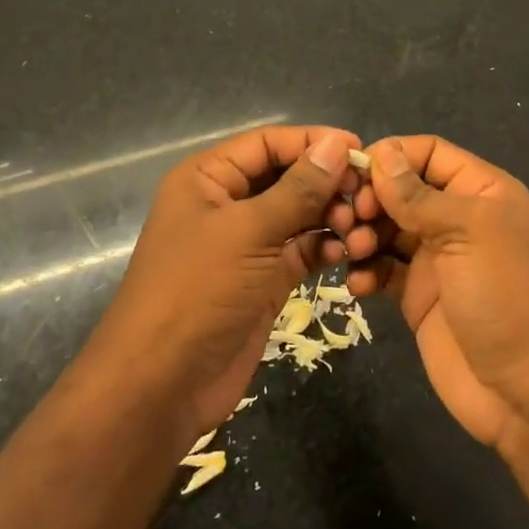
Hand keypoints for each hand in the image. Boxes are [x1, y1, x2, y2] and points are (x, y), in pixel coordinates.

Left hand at [88, 125, 362, 435]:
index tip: (360, 150)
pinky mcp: (264, 278)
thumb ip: (298, 188)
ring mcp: (247, 244)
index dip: (313, 142)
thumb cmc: (197, 292)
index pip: (268, 143)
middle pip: (287, 176)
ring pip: (299, 214)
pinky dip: (326, 247)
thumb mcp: (248, 232)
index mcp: (209, 178)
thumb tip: (337, 143)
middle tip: (366, 197)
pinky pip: (302, 249)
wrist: (162, 385)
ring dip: (331, 217)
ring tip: (359, 230)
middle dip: (327, 183)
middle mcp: (227, 203)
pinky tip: (347, 253)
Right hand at [328, 135, 528, 451]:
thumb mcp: (470, 233)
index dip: (393, 155)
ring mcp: (438, 260)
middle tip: (350, 217)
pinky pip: (384, 270)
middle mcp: (459, 220)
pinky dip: (367, 271)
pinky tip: (359, 285)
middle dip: (372, 198)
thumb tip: (381, 154)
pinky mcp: (419, 298)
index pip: (430, 153)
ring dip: (364, 234)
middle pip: (403, 190)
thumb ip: (420, 195)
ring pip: (388, 229)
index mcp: (483, 192)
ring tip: (353, 250)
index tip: (354, 171)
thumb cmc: (509, 297)